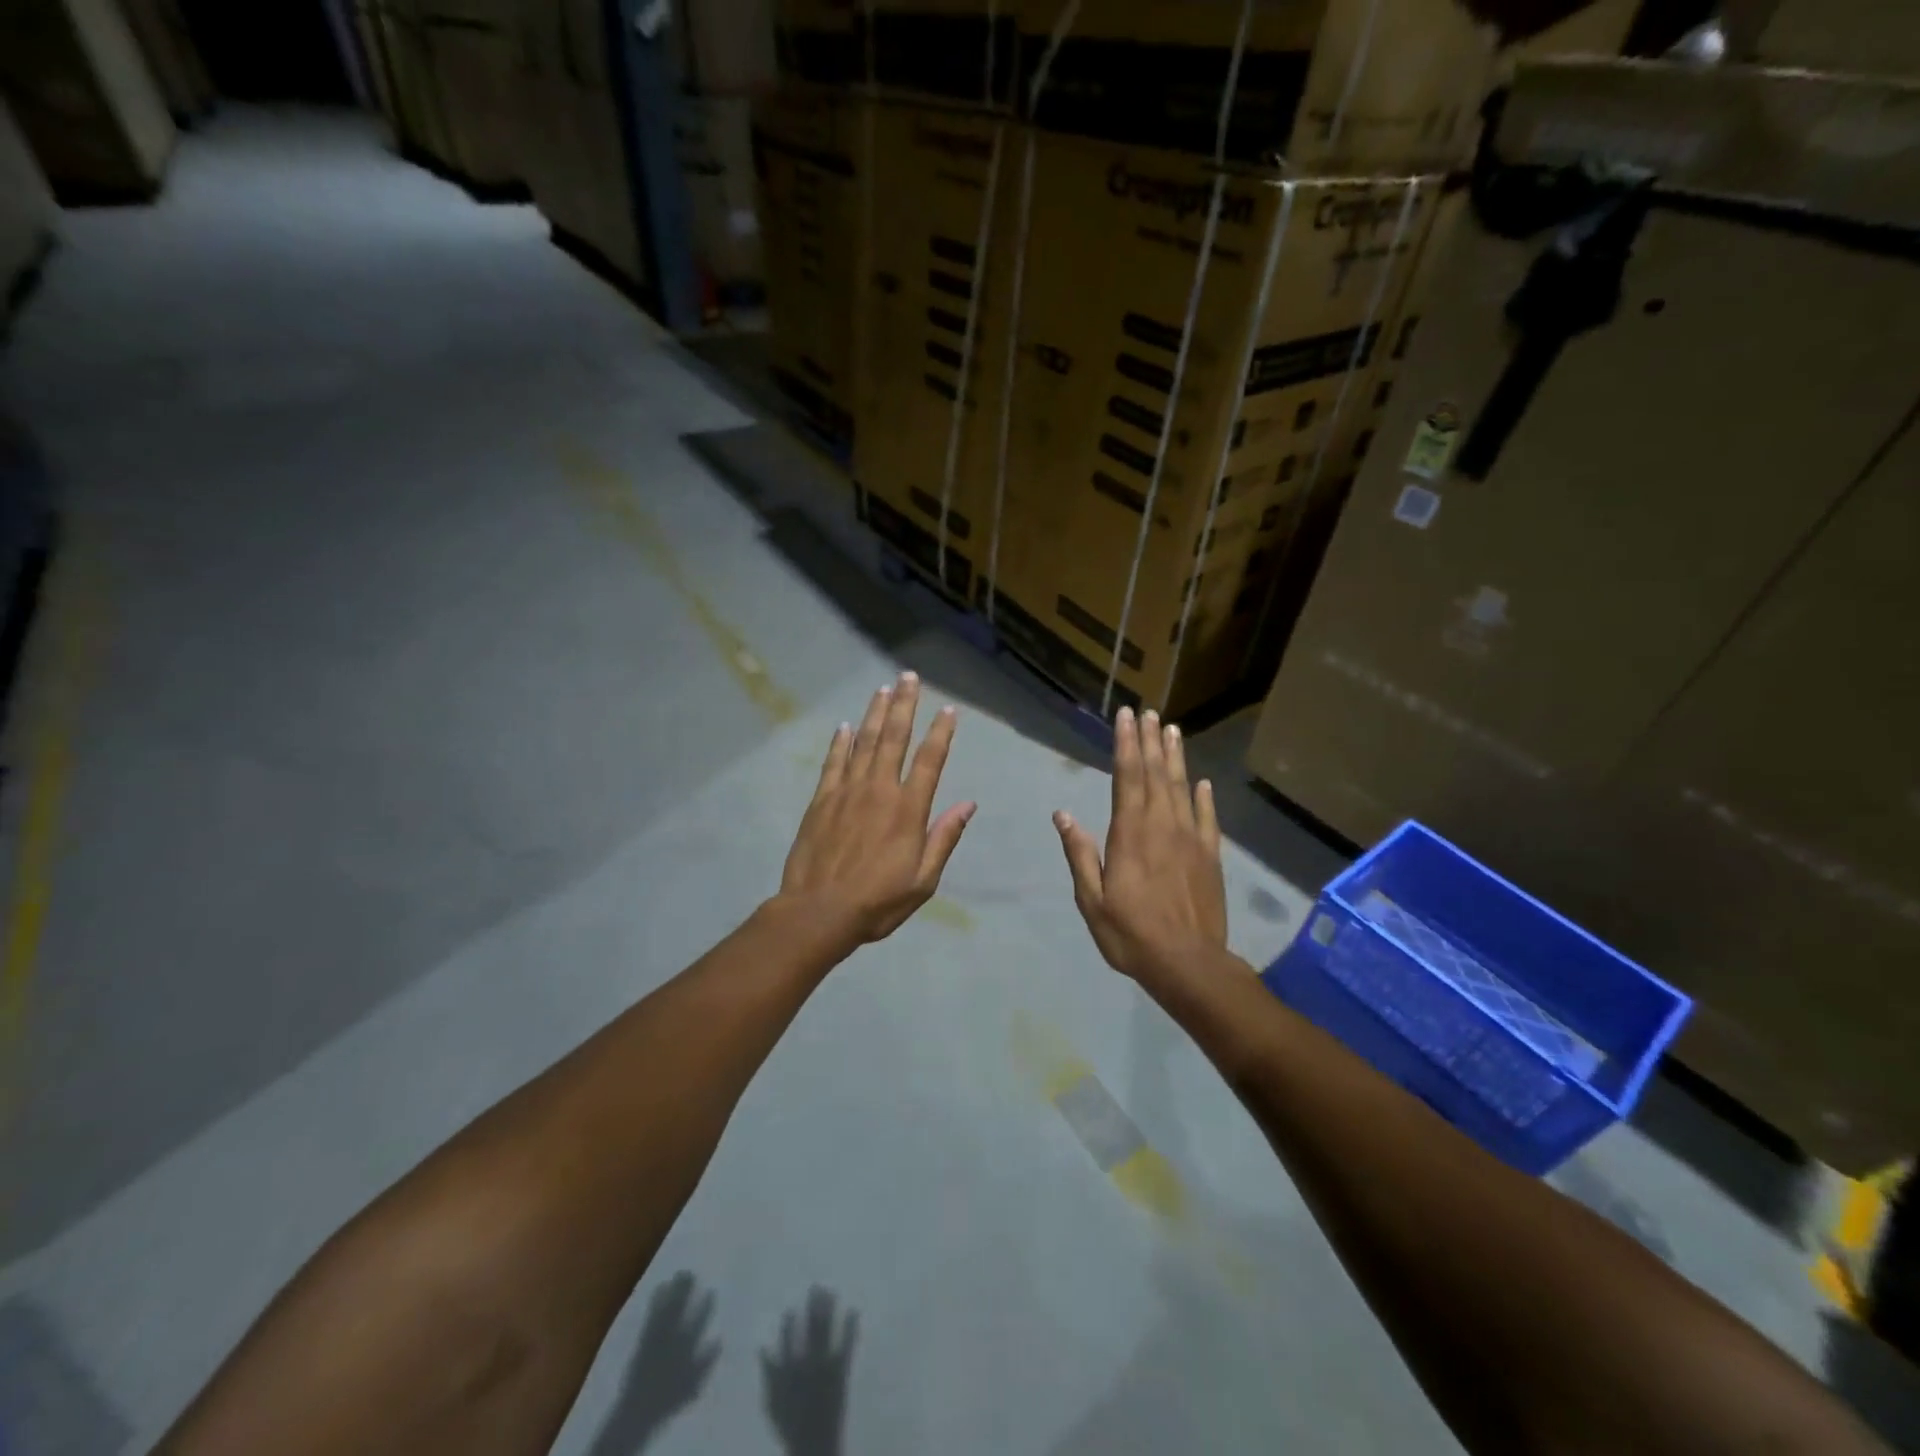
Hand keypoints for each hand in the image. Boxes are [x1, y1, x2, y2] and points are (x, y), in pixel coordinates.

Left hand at [587, 1271, 718, 1455]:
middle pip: (681, 1309)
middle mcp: (672, 1338)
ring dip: (673, 1291)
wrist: (638, 1411)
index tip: (711, 1289)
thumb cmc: (669, 1399)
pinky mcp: (643, 1339)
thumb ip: (706, 1362)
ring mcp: (656, 1337)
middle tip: (692, 1271)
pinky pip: (651, 1316)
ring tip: (678, 1273)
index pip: (698, 1322)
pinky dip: (655, 1301)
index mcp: (686, 1347)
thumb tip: (719, 1339)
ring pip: (667, 1308)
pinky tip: (659, 1287)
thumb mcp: (693, 1385)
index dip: (705, 1305)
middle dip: (687, 1290)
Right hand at [761, 1287, 857, 1455]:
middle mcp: (806, 1361)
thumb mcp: (772, 1403)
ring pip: (827, 1329)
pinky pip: (847, 1344)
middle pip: (810, 1326)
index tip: (791, 1309)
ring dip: (829, 1308)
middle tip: (816, 1285)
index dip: (790, 1322)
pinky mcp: (841, 1371)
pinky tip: (854, 1310)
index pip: (788, 1337)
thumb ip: (768, 1373)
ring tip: (832, 1290)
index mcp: (789, 1369)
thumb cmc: (790, 1427)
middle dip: (813, 1305)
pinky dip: (851, 1326)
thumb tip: (761, 1346)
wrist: (814, 1446)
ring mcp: (825, 1364)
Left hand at [778, 671, 975, 945]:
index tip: (949, 710)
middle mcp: (879, 790)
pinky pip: (834, 762)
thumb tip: (967, 805)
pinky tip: (845, 726)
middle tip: (909, 677)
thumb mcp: (923, 880)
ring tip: (883, 689)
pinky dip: (840, 742)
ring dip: (875, 714)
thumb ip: (944, 838)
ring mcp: (847, 791)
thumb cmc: (877, 901)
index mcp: (908, 810)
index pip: (930, 761)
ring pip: (864, 742)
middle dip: (905, 705)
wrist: (819, 911)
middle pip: (895, 739)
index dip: (941, 733)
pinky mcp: (822, 800)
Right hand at [1054, 706, 1226, 983]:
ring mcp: (1191, 839)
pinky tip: (1202, 782)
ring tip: (1172, 731)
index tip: (1127, 717)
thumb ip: (1080, 854)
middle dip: (1150, 742)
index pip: (1127, 778)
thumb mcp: (1092, 900)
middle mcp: (1162, 827)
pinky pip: (1207, 818)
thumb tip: (1063, 814)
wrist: (1189, 964)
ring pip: (1182, 788)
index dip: (1126, 745)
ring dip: (1175, 758)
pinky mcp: (1211, 856)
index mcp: (1130, 834)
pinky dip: (1204, 797)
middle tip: (1149, 713)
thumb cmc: (1132, 934)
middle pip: (1155, 775)